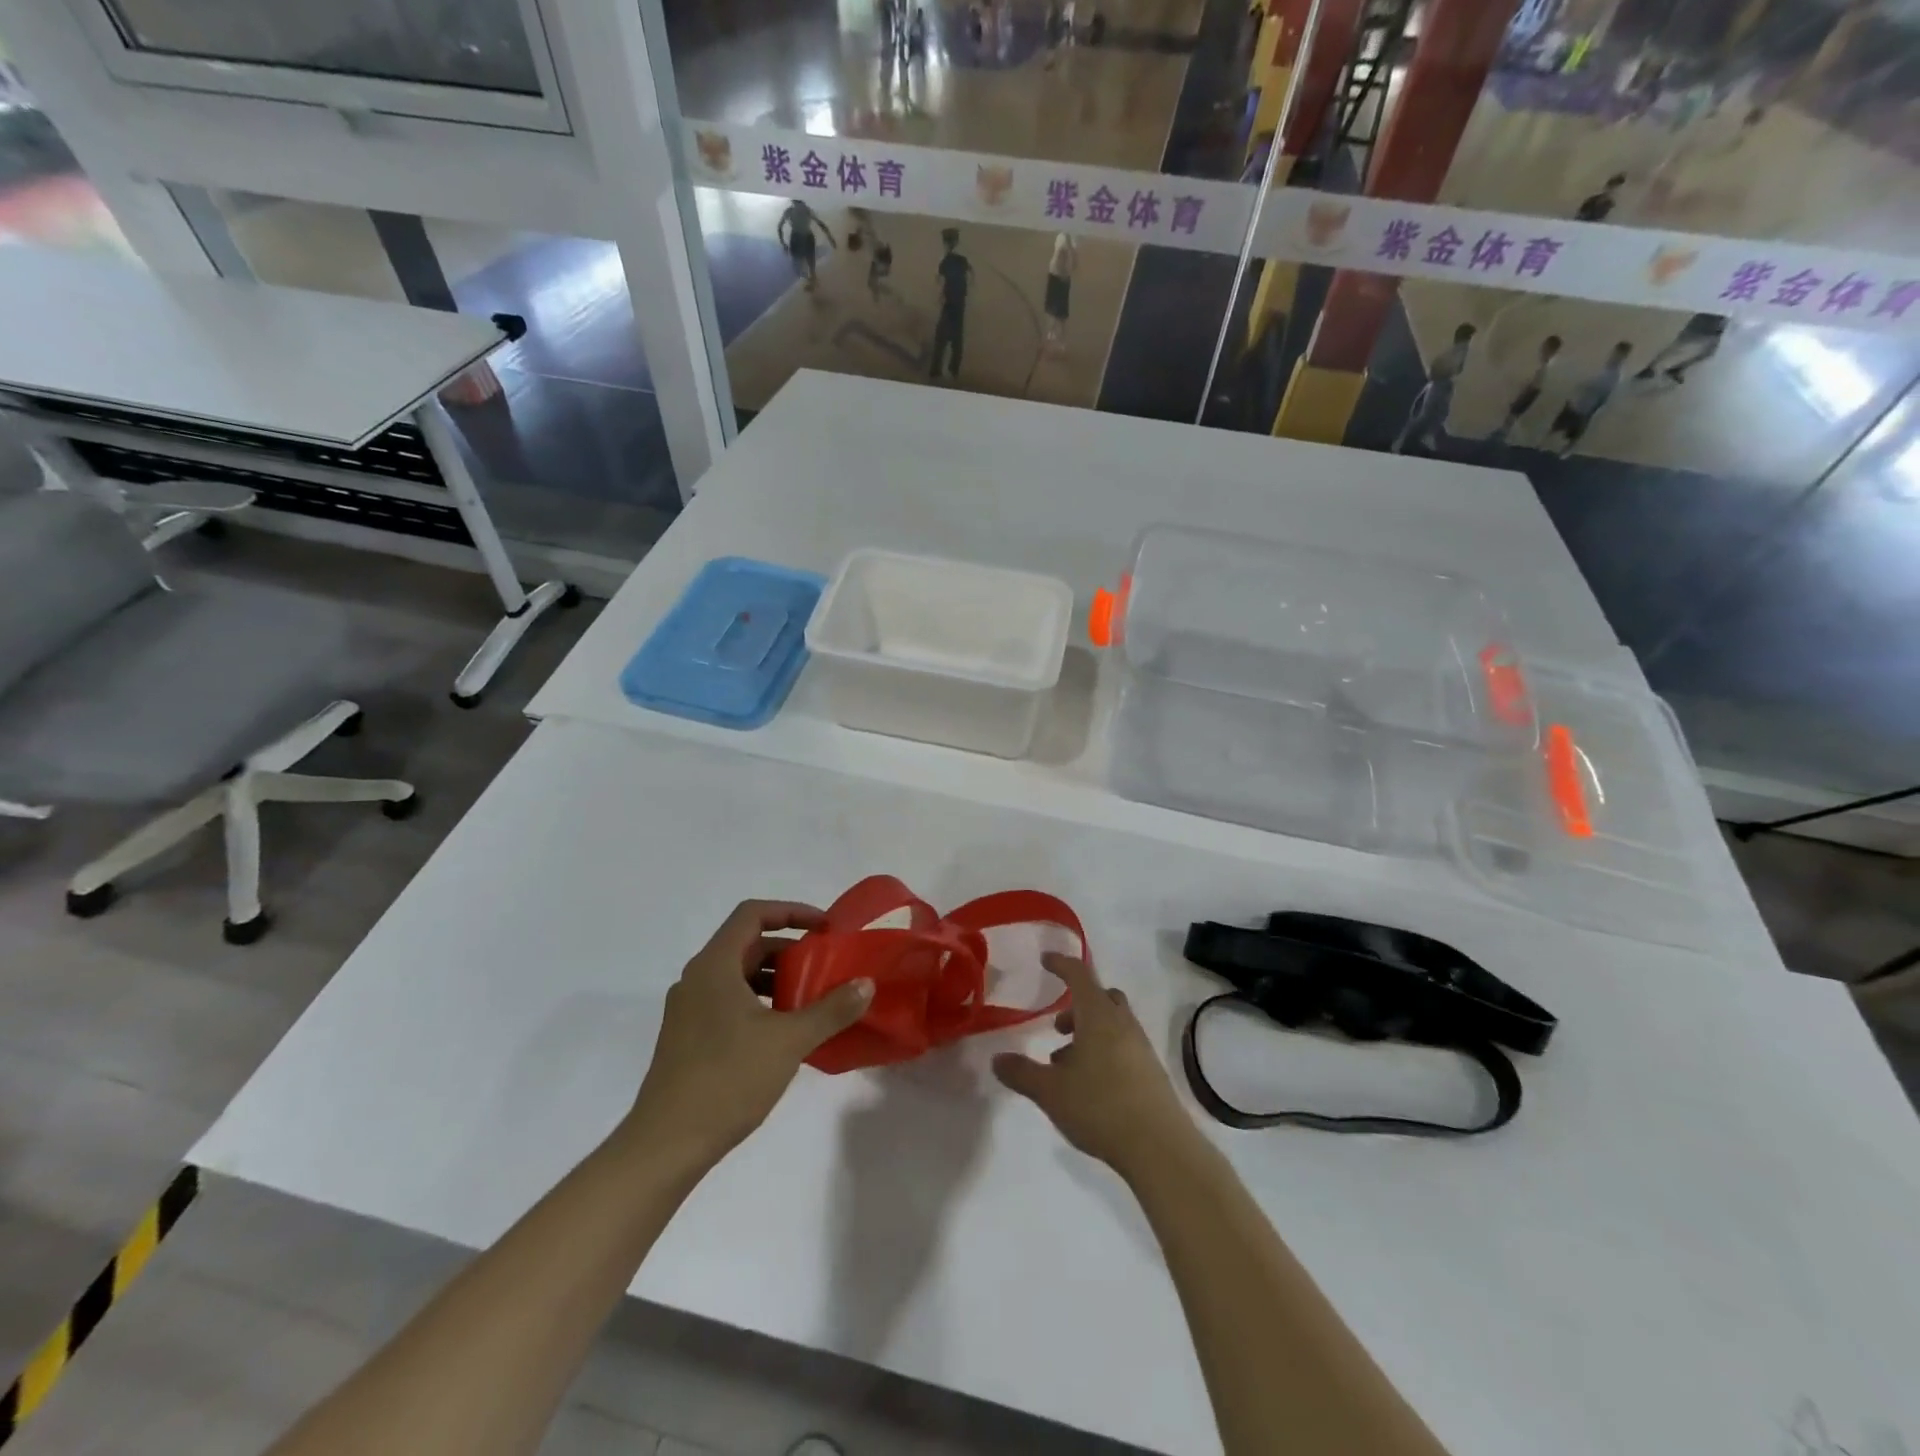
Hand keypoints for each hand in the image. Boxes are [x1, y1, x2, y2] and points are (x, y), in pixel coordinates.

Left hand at [628, 901, 872, 1171]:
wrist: (665, 1146)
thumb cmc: (727, 1080)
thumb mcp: (789, 1041)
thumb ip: (831, 1009)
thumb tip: (866, 984)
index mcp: (714, 966)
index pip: (752, 914)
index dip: (791, 912)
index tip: (824, 928)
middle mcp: (697, 979)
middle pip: (747, 945)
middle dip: (789, 950)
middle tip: (825, 966)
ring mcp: (688, 1010)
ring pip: (738, 976)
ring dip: (775, 979)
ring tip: (810, 1000)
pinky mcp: (687, 1038)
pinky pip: (728, 1002)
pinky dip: (759, 1003)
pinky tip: (783, 1033)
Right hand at [992, 953, 1194, 1178]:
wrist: (1160, 1147)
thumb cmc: (1100, 1107)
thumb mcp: (1051, 1091)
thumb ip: (1022, 1073)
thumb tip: (997, 1059)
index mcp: (1098, 1016)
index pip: (1079, 975)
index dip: (1061, 964)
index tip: (1046, 960)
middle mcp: (1123, 1023)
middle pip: (1102, 997)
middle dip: (1077, 1005)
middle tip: (1058, 1028)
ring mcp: (1141, 1047)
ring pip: (1113, 1024)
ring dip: (1089, 1033)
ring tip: (1066, 1066)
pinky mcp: (1151, 1072)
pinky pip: (1123, 1046)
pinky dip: (1104, 1052)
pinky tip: (1090, 1086)